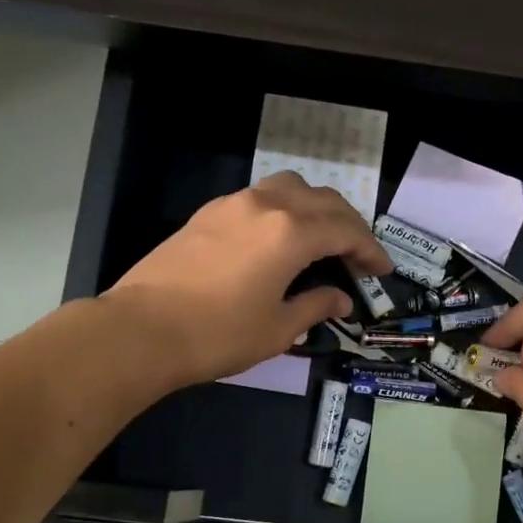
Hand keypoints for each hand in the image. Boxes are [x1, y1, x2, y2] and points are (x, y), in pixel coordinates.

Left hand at [102, 172, 392, 387]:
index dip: (370, 249)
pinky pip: (260, 197)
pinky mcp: (208, 213)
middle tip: (359, 256)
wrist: (140, 330)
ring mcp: (233, 204)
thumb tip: (340, 299)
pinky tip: (279, 238)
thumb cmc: (217, 335)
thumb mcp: (277, 329)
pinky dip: (284, 209)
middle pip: (323, 200)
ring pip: (290, 187)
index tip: (382, 270)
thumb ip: (315, 306)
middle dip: (349, 225)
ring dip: (316, 208)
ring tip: (322, 238)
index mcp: (290, 233)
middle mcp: (266, 205)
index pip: (346, 231)